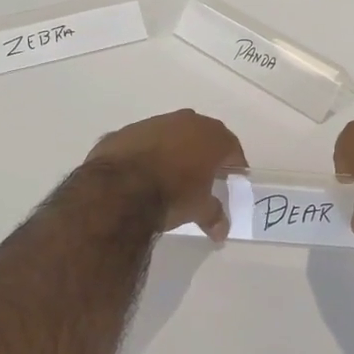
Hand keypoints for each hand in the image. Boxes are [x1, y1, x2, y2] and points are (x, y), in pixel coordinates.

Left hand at [86, 109, 246, 240]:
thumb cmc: (172, 195)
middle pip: (203, 135)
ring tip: (170, 174)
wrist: (119, 189)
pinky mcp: (127, 131)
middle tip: (204, 175)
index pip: (232, 147)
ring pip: (172, 134)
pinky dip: (147, 153)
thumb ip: (213, 216)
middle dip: (205, 153)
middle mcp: (186, 121)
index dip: (234, 164)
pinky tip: (142, 173)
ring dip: (174, 150)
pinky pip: (145, 141)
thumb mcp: (198, 210)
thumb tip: (221, 232)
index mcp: (211, 136)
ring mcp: (154, 123)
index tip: (232, 178)